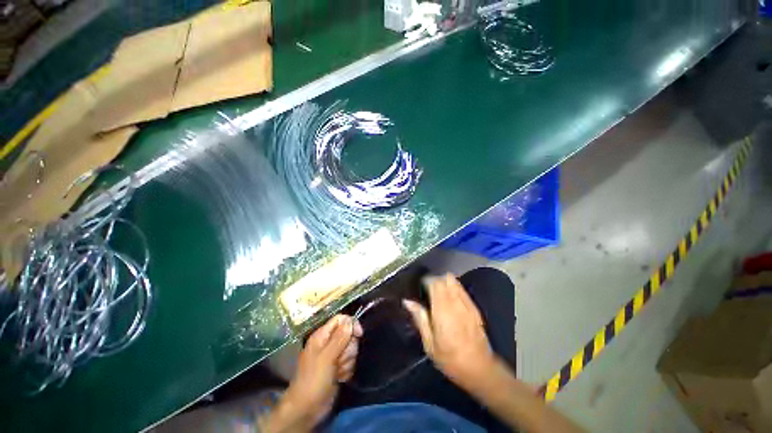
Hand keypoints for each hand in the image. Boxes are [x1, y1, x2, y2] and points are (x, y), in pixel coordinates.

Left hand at [265, 315, 361, 431]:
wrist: (307, 409)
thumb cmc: (314, 379)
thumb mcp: (327, 357)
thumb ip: (339, 338)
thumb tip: (350, 320)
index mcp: (322, 335)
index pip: (341, 319)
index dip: (351, 324)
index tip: (359, 334)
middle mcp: (328, 343)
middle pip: (348, 335)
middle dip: (348, 348)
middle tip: (340, 359)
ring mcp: (334, 356)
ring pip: (351, 350)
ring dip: (347, 362)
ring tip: (337, 372)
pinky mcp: (338, 368)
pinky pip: (350, 362)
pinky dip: (347, 370)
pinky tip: (339, 378)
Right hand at [404, 273, 495, 388]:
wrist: (479, 369)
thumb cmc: (450, 359)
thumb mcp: (429, 343)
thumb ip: (419, 318)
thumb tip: (407, 301)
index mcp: (442, 310)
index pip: (434, 283)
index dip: (426, 280)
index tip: (419, 286)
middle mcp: (455, 302)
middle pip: (445, 278)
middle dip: (435, 279)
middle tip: (427, 290)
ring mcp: (467, 304)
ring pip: (455, 281)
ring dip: (445, 282)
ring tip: (438, 293)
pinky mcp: (474, 307)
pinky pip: (462, 289)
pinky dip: (454, 289)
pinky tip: (450, 300)